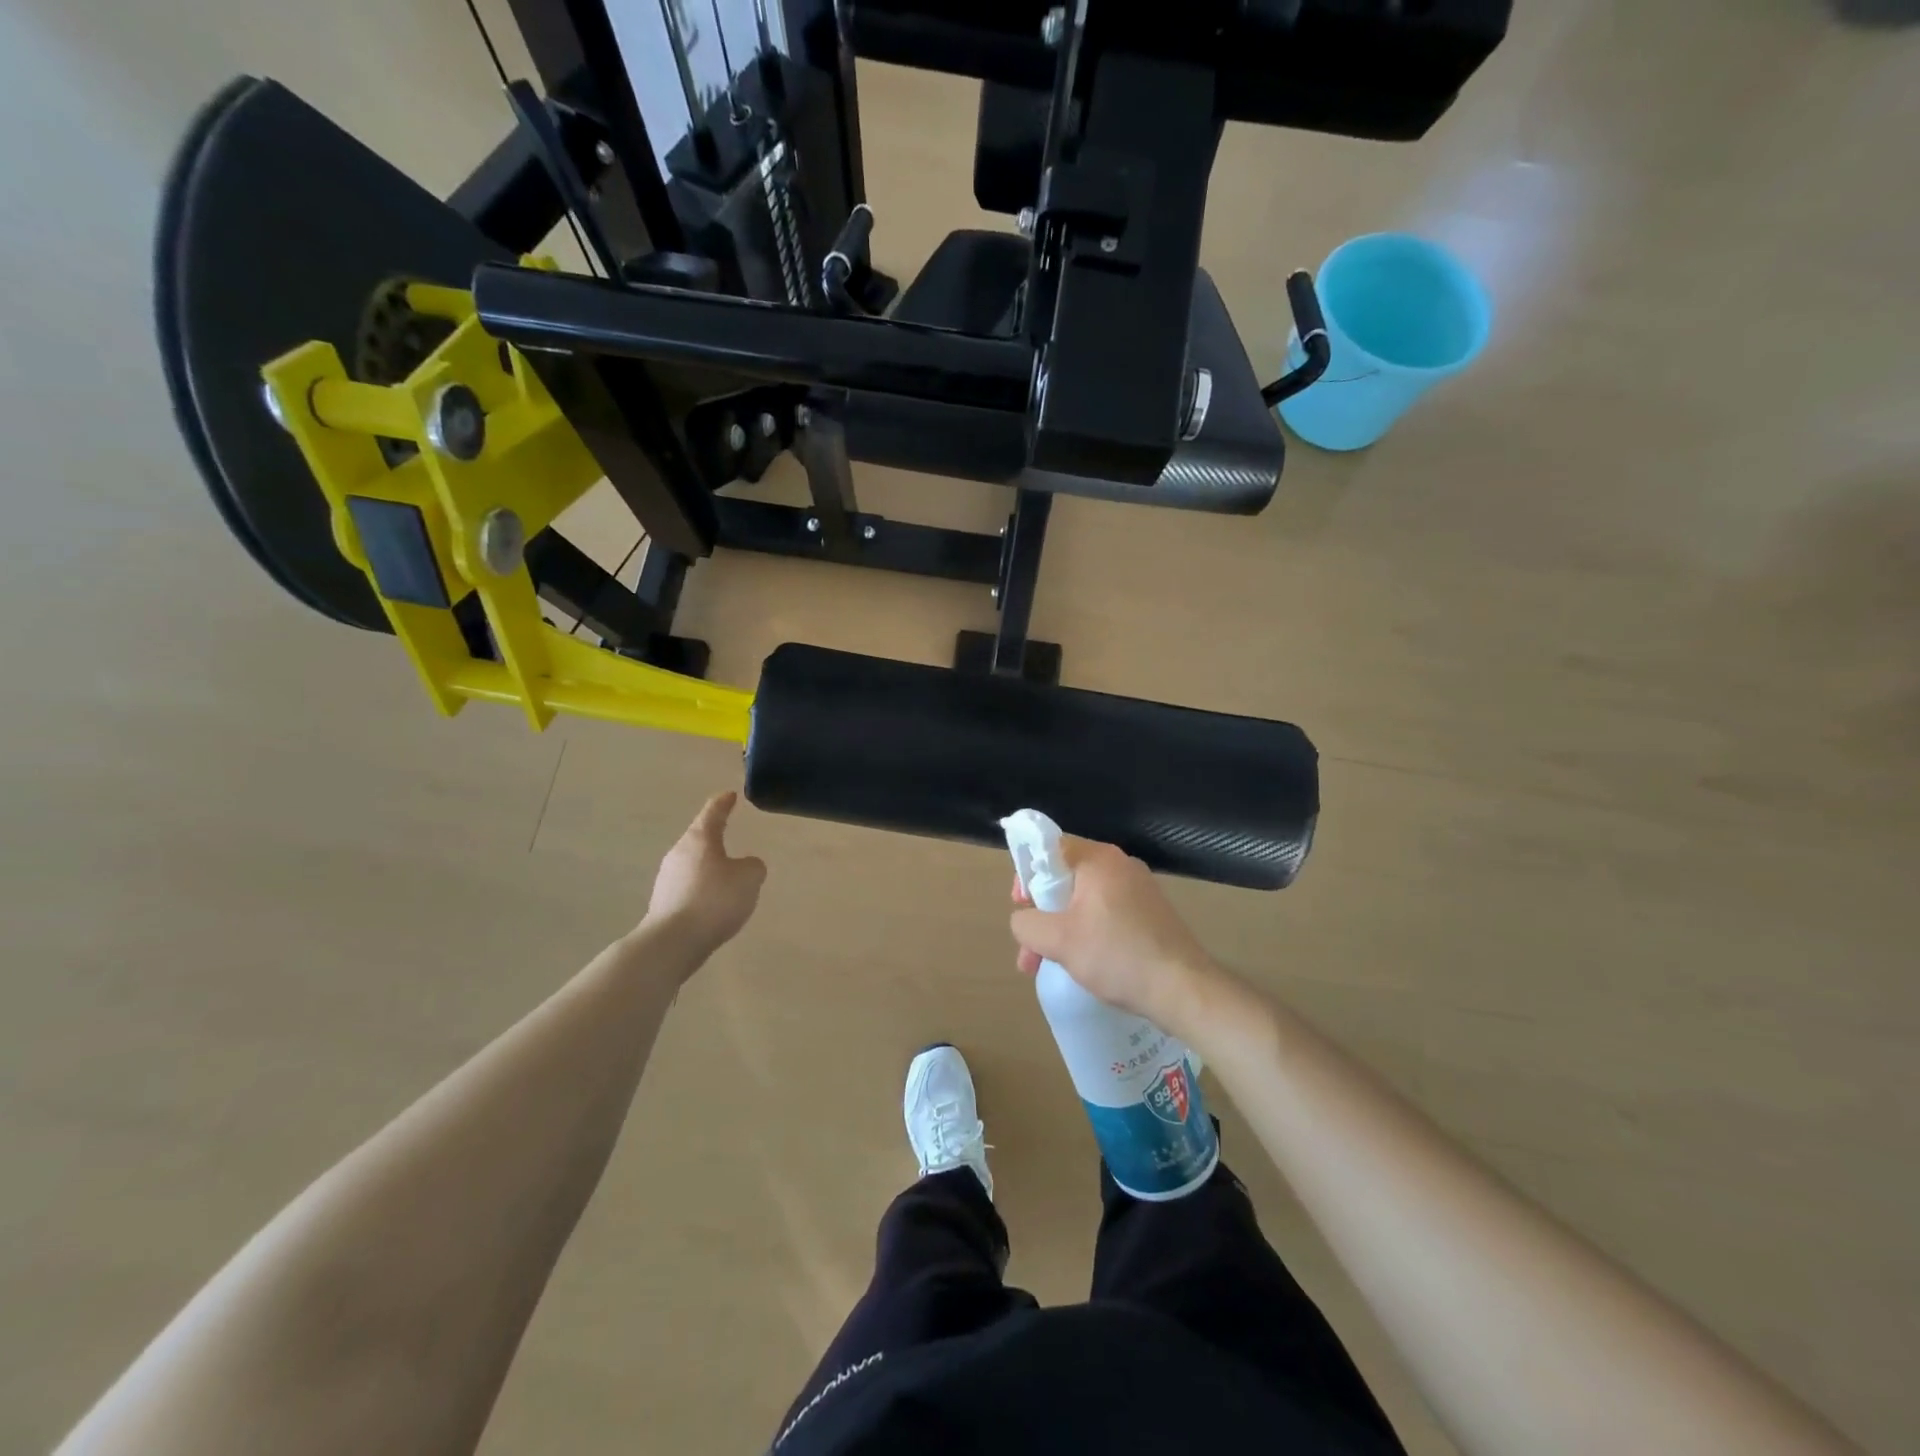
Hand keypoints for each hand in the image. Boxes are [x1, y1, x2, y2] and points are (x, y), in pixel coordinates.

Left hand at [643, 792, 766, 963]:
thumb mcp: (749, 878)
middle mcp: (678, 853)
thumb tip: (745, 866)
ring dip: (708, 866)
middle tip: (728, 833)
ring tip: (726, 876)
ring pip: (693, 864)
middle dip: (713, 837)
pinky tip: (713, 904)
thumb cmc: (715, 900)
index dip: (723, 803)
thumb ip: (753, 866)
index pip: (712, 813)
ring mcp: (667, 879)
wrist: (673, 942)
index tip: (730, 795)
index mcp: (699, 839)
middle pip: (699, 838)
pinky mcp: (664, 903)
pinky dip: (702, 889)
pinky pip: (689, 887)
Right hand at [1009, 837, 1219, 1033]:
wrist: (1183, 988)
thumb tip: (1022, 921)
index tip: (1021, 905)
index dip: (1027, 873)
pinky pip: (1106, 915)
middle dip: (1041, 913)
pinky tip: (1082, 965)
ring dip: (1060, 929)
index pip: (1050, 848)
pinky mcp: (1150, 914)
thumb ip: (1027, 924)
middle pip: (1065, 877)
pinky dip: (1087, 934)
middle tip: (1029, 949)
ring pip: (1084, 901)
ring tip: (1046, 966)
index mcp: (1098, 859)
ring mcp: (1139, 890)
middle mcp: (1120, 865)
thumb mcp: (1059, 940)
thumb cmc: (1116, 955)